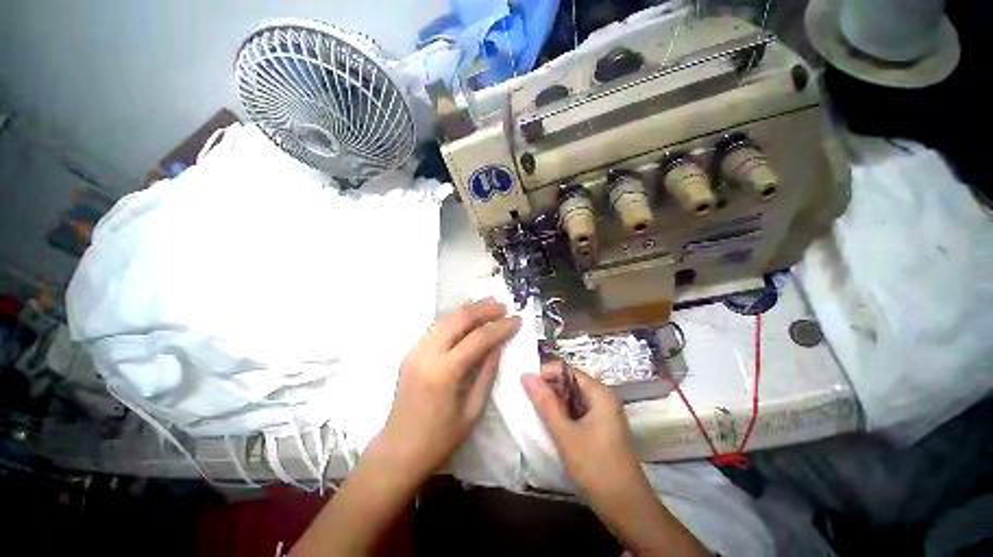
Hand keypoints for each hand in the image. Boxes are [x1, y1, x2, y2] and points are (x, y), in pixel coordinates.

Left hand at [377, 297, 521, 482]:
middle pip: (459, 319)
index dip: (500, 327)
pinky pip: (436, 327)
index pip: (478, 338)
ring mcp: (414, 351)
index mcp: (443, 372)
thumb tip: (500, 345)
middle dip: (483, 309)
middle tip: (503, 306)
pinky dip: (455, 319)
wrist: (397, 452)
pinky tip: (467, 317)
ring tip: (489, 304)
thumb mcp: (472, 411)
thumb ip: (487, 373)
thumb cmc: (439, 440)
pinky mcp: (410, 352)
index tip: (517, 319)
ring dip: (469, 309)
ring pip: (445, 318)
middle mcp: (426, 354)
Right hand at [523, 363, 709, 556]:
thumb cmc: (595, 467)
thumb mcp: (565, 434)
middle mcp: (602, 397)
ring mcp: (602, 412)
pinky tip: (550, 424)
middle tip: (526, 399)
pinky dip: (562, 413)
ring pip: (571, 397)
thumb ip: (544, 402)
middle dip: (548, 388)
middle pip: (569, 382)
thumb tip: (526, 375)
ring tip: (534, 411)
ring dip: (553, 402)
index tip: (525, 385)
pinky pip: (577, 410)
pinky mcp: (600, 426)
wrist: (626, 508)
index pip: (566, 370)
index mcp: (598, 392)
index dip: (545, 373)